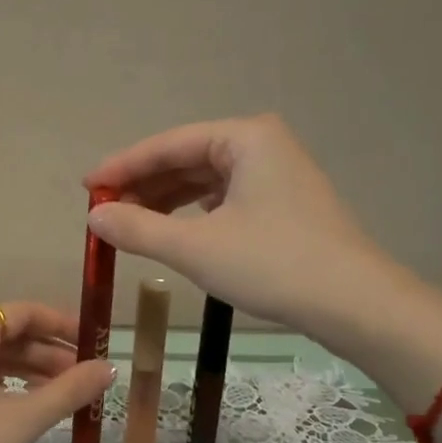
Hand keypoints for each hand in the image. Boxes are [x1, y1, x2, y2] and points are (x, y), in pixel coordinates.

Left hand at [0, 302, 115, 442]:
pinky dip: (5, 384)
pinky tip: (25, 403)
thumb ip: (70, 390)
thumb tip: (109, 369)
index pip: (23, 312)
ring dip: (30, 371)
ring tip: (63, 394)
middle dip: (49, 354)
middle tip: (84, 377)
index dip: (62, 325)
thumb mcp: (24, 417)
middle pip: (8, 334)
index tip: (93, 342)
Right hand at [84, 114, 395, 332]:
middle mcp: (262, 145)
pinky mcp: (283, 203)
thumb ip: (139, 229)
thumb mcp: (196, 248)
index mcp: (244, 137)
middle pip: (186, 159)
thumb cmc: (273, 265)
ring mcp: (276, 174)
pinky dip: (193, 213)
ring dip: (166, 201)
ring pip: (205, 180)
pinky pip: (224, 198)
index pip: (168, 144)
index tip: (86, 187)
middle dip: (144, 185)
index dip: (122, 166)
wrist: (355, 304)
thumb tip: (95, 217)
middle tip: (104, 211)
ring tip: (129, 224)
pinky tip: (174, 230)